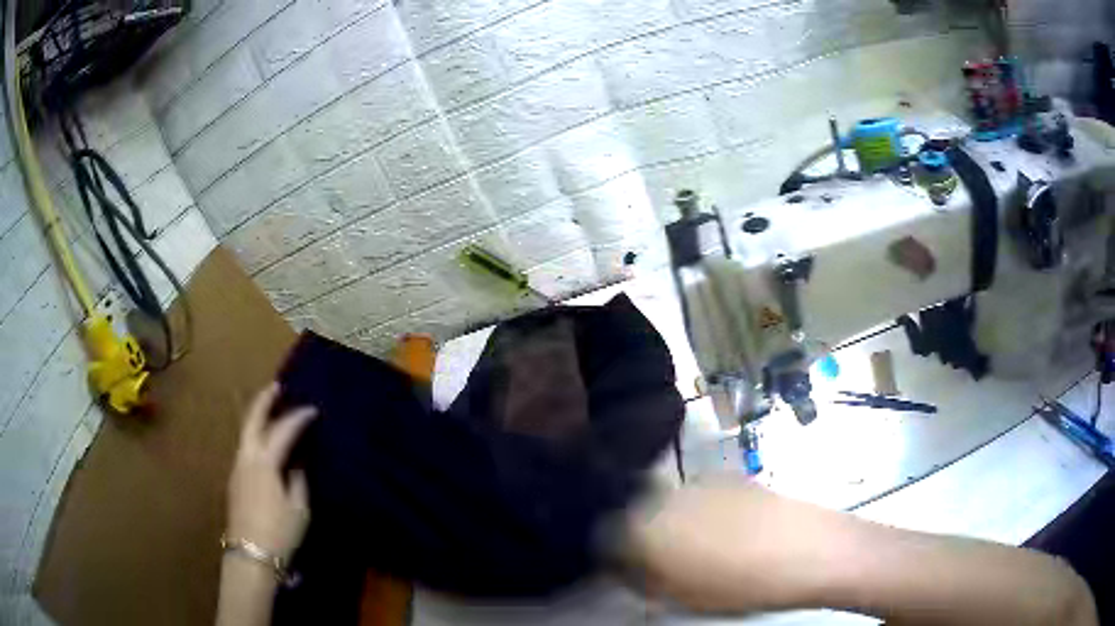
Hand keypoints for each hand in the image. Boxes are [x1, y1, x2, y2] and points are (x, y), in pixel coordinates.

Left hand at [226, 383, 315, 561]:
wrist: (251, 555)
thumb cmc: (279, 532)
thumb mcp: (299, 508)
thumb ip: (298, 479)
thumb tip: (297, 461)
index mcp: (264, 462)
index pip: (283, 430)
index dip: (299, 417)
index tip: (313, 409)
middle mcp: (246, 458)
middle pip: (252, 420)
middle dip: (264, 401)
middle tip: (277, 386)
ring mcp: (237, 468)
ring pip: (246, 433)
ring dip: (258, 417)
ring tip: (271, 410)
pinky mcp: (235, 479)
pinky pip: (245, 447)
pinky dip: (255, 435)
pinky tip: (265, 441)